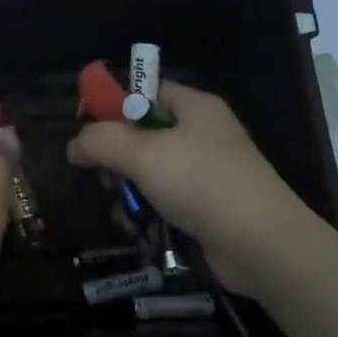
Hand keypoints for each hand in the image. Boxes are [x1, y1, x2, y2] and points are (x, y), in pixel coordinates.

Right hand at [66, 80, 326, 294]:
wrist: (263, 246)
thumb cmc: (202, 184)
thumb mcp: (143, 154)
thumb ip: (101, 141)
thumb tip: (73, 145)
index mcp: (194, 106)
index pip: (142, 89)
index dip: (109, 101)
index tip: (82, 126)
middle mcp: (202, 132)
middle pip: (143, 129)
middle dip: (115, 150)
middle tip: (98, 171)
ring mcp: (208, 170)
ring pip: (150, 167)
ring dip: (128, 184)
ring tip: (118, 203)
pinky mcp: (208, 205)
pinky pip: (165, 196)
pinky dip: (147, 207)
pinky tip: (137, 223)